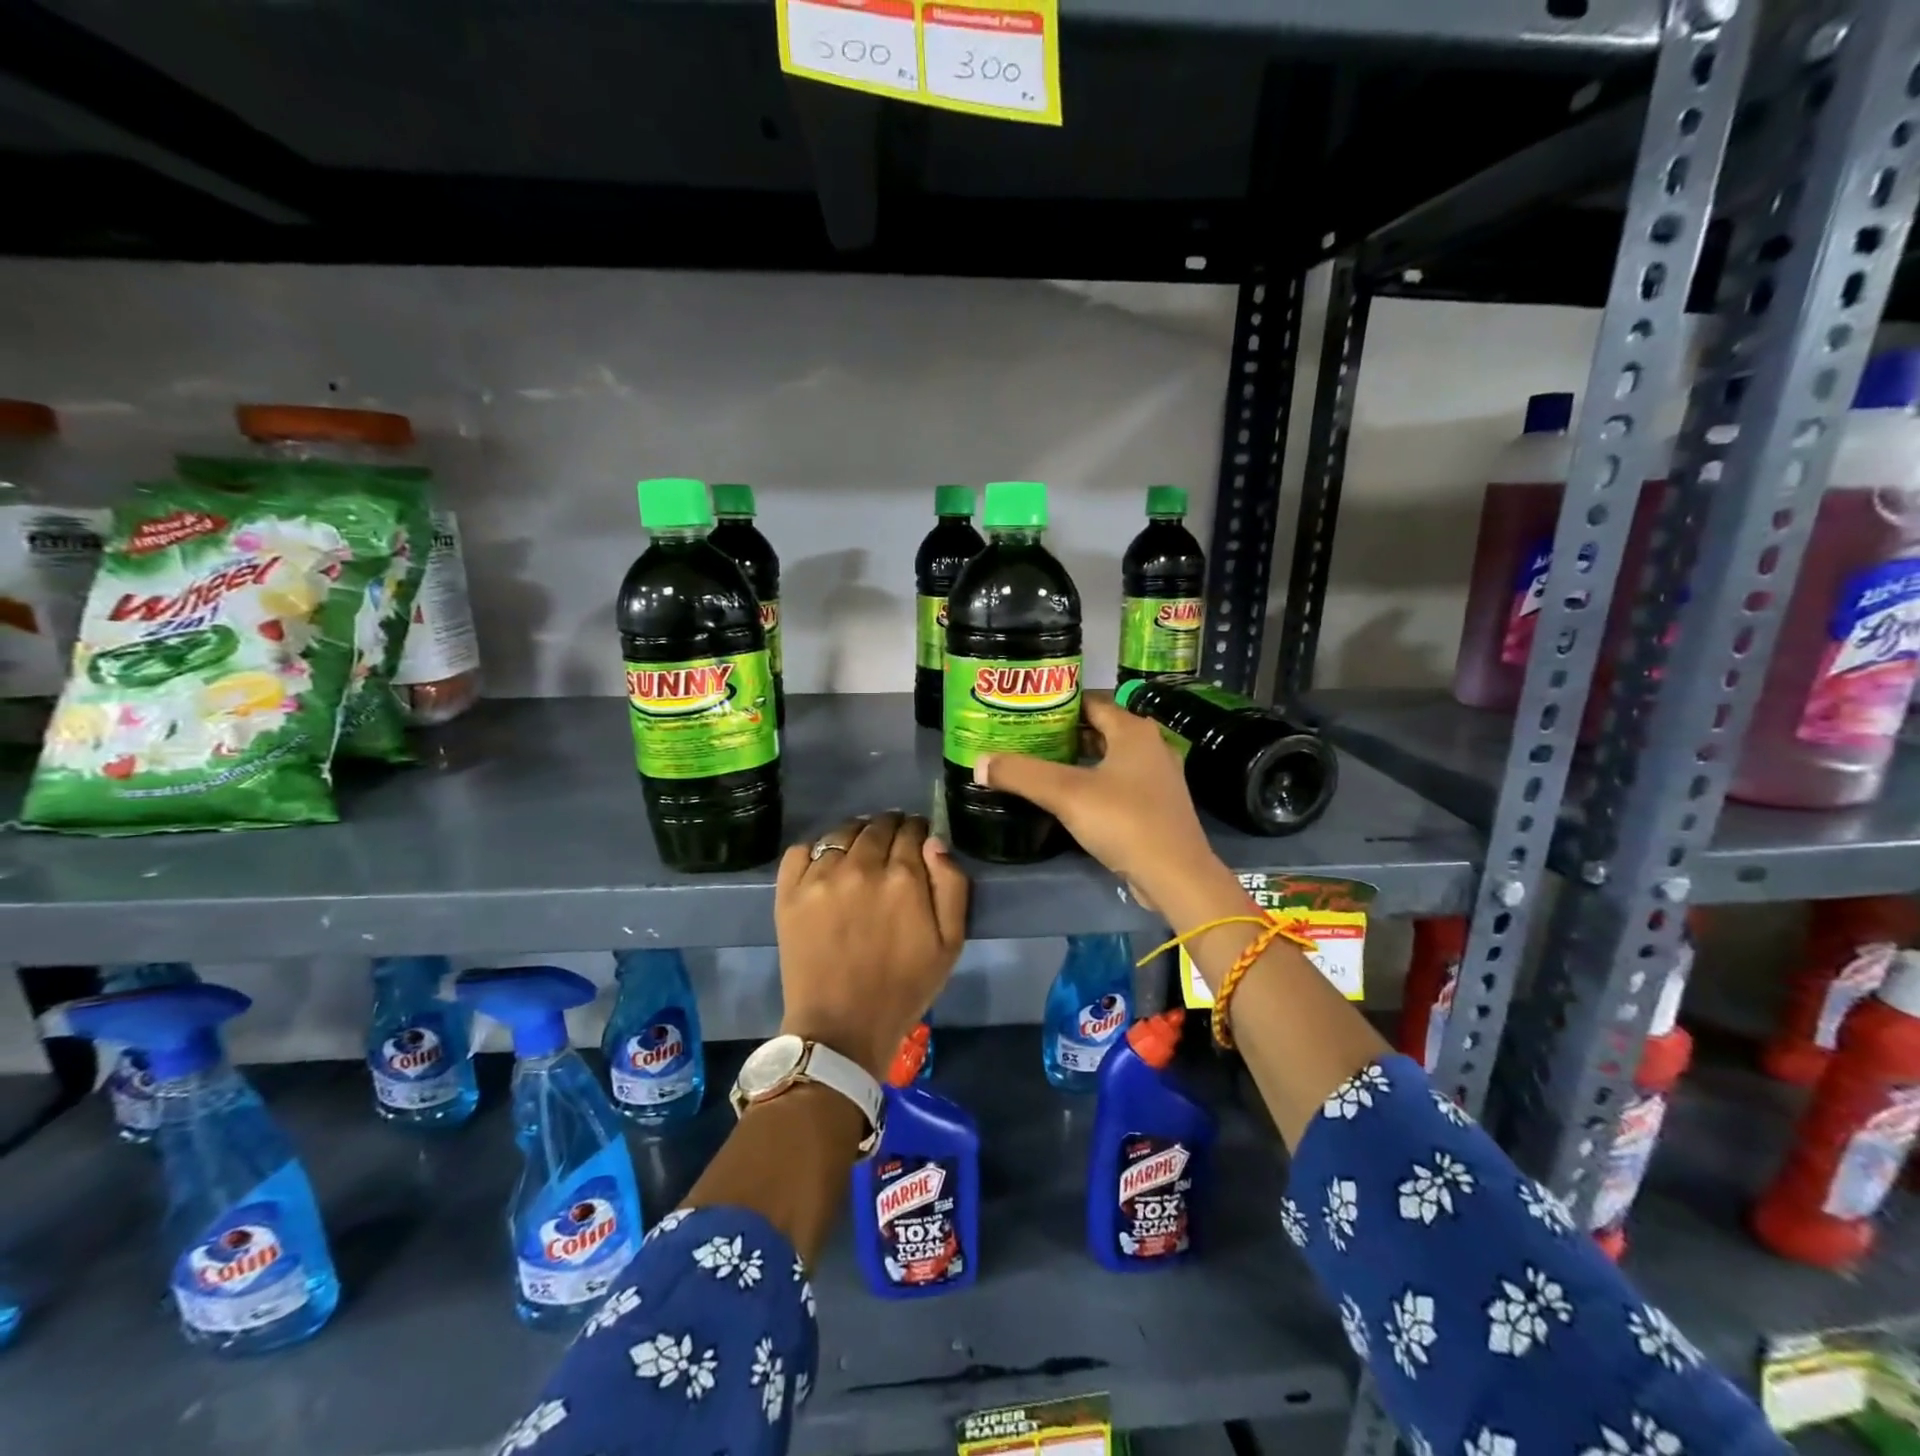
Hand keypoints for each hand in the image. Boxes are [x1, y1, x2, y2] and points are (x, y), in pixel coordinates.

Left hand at [774, 812, 969, 1078]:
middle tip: (891, 845)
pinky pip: (802, 849)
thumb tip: (934, 842)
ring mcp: (820, 877)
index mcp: (904, 877)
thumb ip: (951, 885)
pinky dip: (817, 850)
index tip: (917, 842)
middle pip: (877, 825)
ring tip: (859, 852)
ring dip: (856, 834)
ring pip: (842, 832)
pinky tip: (826, 866)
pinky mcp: (789, 891)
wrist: (841, 1028)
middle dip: (890, 828)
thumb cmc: (904, 988)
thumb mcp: (950, 943)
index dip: (918, 832)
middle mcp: (861, 866)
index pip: (912, 830)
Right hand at [974, 694, 1224, 912]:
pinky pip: (1118, 784)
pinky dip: (1093, 784)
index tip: (1025, 712)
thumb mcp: (1066, 793)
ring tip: (1039, 765)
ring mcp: (1156, 778)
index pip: (1090, 702)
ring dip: (1077, 761)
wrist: (1175, 875)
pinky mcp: (1156, 806)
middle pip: (1099, 730)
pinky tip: (1068, 798)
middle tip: (1025, 739)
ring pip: (1108, 759)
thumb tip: (979, 763)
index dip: (1056, 704)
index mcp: (1133, 731)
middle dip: (1063, 733)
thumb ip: (1021, 774)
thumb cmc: (1124, 821)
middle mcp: (1150, 746)